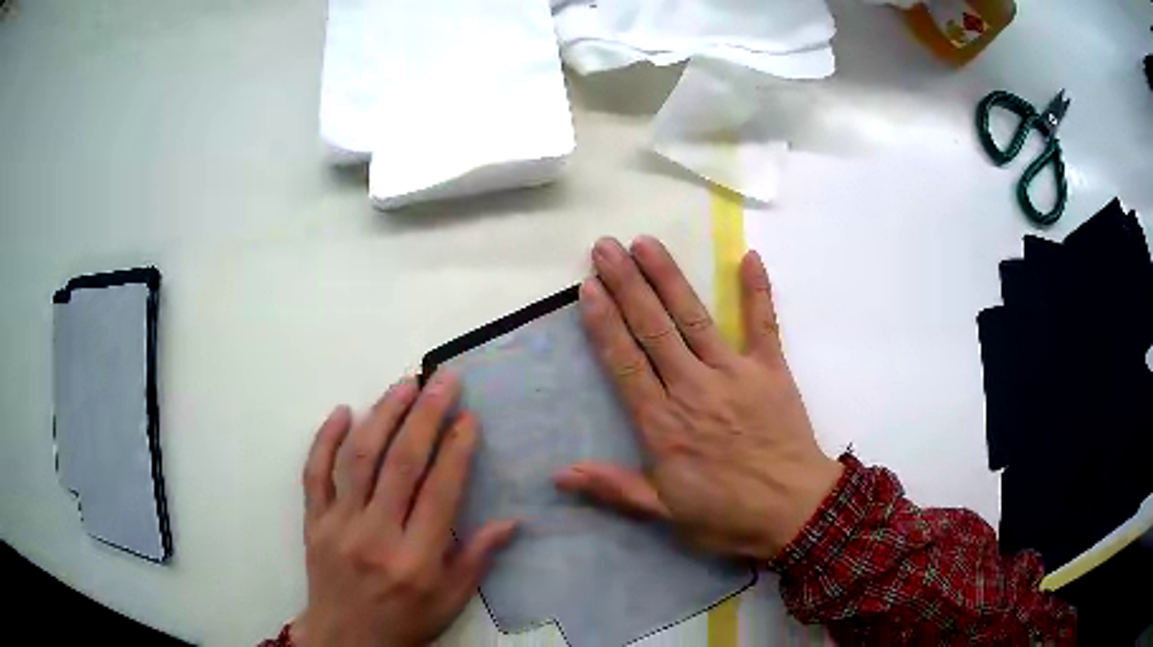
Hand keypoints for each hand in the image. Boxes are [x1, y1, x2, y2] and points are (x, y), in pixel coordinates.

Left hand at [293, 373, 517, 646]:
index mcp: (416, 559)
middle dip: (426, 415)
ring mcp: (339, 524)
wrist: (345, 639)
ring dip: (383, 415)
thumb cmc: (405, 621)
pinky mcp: (314, 521)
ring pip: (359, 458)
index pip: (440, 492)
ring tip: (404, 384)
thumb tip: (511, 522)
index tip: (469, 416)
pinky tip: (343, 411)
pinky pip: (315, 473)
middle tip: (443, 379)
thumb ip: (477, 559)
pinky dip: (326, 439)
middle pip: (401, 463)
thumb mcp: (450, 602)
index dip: (457, 450)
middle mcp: (376, 535)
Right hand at [555, 237, 842, 560]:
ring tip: (646, 243)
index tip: (589, 286)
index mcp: (665, 424)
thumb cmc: (727, 516)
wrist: (795, 513)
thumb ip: (615, 488)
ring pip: (694, 318)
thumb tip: (560, 474)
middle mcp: (695, 388)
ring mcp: (736, 374)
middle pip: (654, 329)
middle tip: (605, 247)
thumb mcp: (666, 514)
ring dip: (669, 278)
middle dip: (627, 285)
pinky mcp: (772, 370)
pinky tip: (749, 256)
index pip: (626, 363)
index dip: (605, 322)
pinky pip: (764, 324)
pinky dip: (758, 290)